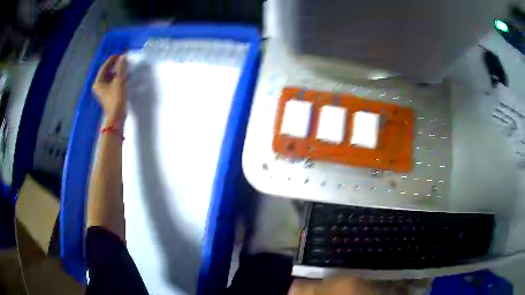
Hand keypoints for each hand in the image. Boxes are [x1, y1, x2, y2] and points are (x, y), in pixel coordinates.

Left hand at [92, 55, 126, 127]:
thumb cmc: (116, 98)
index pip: (105, 66)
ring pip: (109, 78)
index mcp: (98, 81)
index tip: (120, 54)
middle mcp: (98, 86)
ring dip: (116, 72)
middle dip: (114, 65)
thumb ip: (121, 67)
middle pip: (106, 72)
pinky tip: (123, 77)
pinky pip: (111, 83)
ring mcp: (102, 92)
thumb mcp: (119, 80)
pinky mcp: (107, 96)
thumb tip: (123, 57)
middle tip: (123, 59)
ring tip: (124, 67)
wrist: (116, 117)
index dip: (112, 59)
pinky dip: (117, 79)